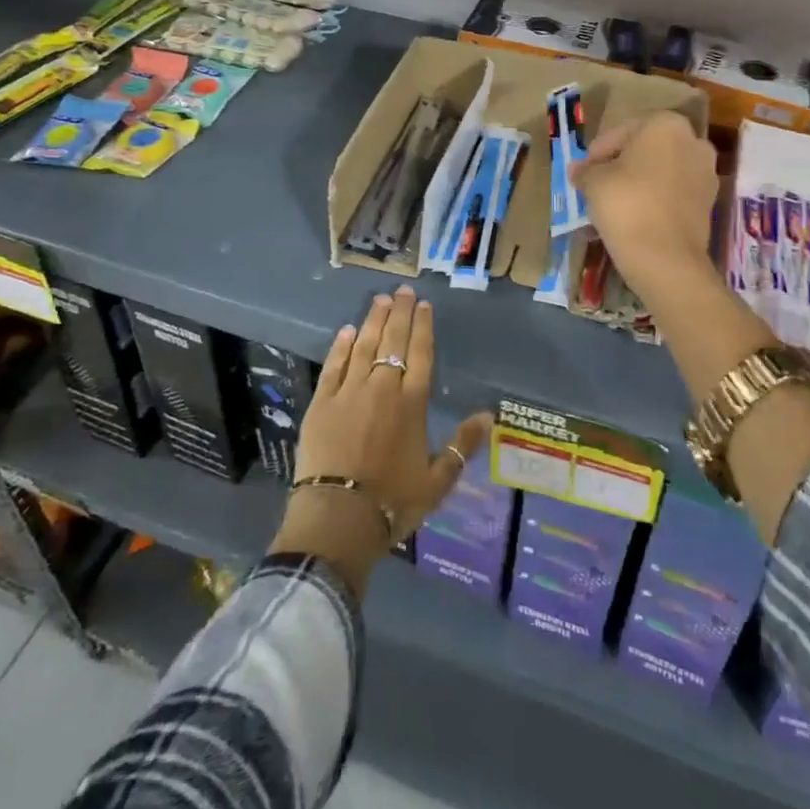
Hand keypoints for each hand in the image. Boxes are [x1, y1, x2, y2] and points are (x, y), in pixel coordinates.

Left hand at [270, 286, 491, 595]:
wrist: (339, 518)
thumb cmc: (393, 502)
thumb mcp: (438, 480)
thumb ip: (462, 445)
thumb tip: (488, 415)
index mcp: (413, 403)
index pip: (420, 353)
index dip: (423, 327)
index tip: (423, 305)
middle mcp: (383, 388)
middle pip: (393, 340)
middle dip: (400, 313)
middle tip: (402, 290)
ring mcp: (349, 391)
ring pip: (364, 345)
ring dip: (373, 320)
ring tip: (380, 299)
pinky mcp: (321, 402)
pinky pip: (334, 365)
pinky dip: (342, 346)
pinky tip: (347, 330)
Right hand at [572, 110, 718, 282]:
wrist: (665, 257)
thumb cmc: (626, 203)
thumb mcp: (594, 182)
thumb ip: (585, 170)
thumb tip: (578, 169)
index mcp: (666, 124)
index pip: (623, 131)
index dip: (599, 151)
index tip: (585, 170)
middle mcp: (693, 142)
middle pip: (646, 149)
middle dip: (622, 164)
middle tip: (598, 184)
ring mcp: (706, 173)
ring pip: (662, 171)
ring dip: (640, 182)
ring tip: (614, 203)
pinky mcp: (709, 203)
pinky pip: (674, 193)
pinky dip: (656, 199)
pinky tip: (635, 216)